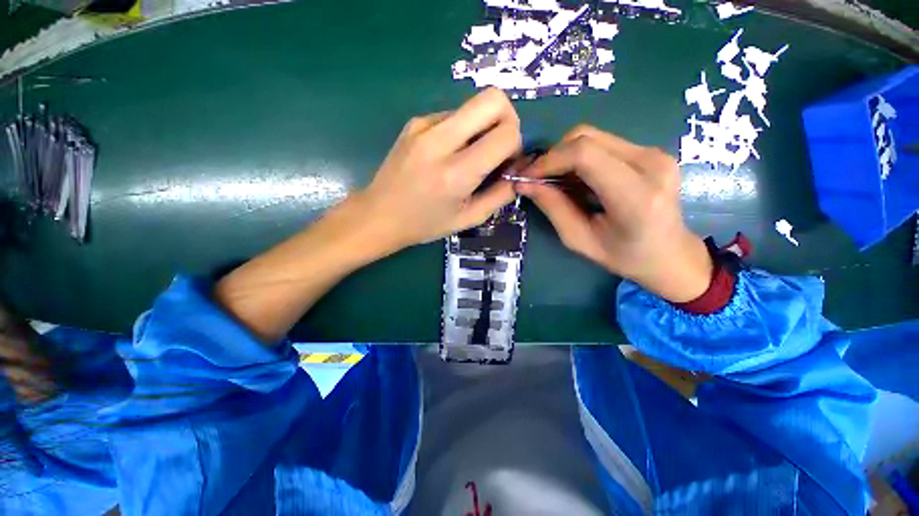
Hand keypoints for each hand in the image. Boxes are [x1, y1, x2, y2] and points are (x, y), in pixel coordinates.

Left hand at [354, 88, 520, 251]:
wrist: (379, 215)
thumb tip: (518, 171)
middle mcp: (440, 141)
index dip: (515, 145)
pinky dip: (461, 130)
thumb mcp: (468, 218)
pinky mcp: (414, 122)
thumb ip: (500, 195)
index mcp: (456, 173)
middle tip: (498, 146)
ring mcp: (424, 126)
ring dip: (481, 127)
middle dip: (507, 120)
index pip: (506, 133)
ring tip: (467, 156)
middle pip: (493, 98)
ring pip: (473, 105)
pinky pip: (452, 115)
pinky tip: (447, 154)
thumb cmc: (425, 224)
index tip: (505, 163)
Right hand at [517, 125, 712, 302]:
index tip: (528, 177)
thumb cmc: (624, 257)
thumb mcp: (580, 240)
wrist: (671, 254)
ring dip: (565, 156)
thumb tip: (525, 183)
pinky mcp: (651, 151)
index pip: (585, 155)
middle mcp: (651, 164)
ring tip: (555, 182)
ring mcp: (655, 153)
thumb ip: (553, 208)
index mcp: (636, 196)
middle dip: (553, 156)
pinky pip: (604, 144)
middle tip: (538, 179)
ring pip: (593, 137)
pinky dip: (580, 158)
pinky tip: (576, 180)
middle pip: (587, 138)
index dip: (549, 160)